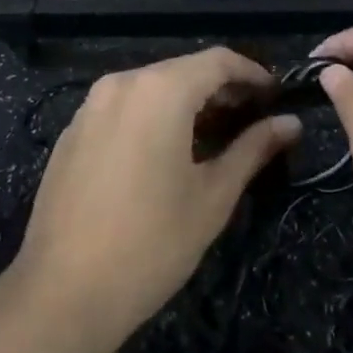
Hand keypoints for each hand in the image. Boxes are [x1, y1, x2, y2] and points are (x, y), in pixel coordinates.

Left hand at [9, 47, 300, 352]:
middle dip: (221, 89)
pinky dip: (152, 116)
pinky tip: (165, 152)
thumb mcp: (214, 196)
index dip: (252, 73)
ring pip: (151, 87)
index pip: (217, 60)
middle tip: (251, 119)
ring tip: (214, 137)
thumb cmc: (152, 243)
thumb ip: (253, 149)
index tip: (275, 96)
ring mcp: (91, 106)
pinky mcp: (72, 132)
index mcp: (160, 90)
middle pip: (183, 70)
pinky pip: (123, 108)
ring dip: (187, 102)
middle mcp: (122, 84)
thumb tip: (290, 123)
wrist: (62, 293)